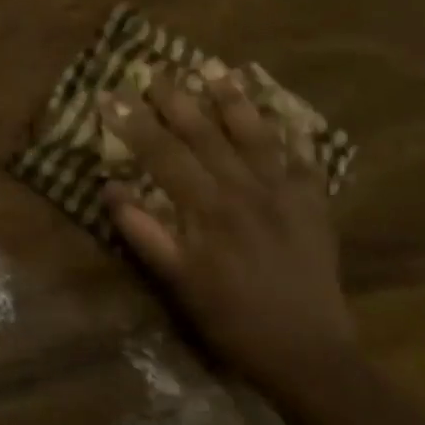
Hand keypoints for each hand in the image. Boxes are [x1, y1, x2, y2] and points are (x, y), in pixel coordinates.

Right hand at [99, 73, 353, 390]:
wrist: (306, 352)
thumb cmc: (229, 318)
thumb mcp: (176, 281)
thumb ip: (143, 232)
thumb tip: (109, 188)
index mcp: (208, 208)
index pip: (163, 154)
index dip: (133, 123)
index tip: (110, 96)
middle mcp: (246, 191)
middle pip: (206, 135)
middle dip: (178, 101)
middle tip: (156, 71)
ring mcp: (285, 196)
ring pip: (256, 138)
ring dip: (235, 103)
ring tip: (218, 71)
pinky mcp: (315, 208)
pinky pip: (305, 162)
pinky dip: (293, 136)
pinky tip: (284, 118)